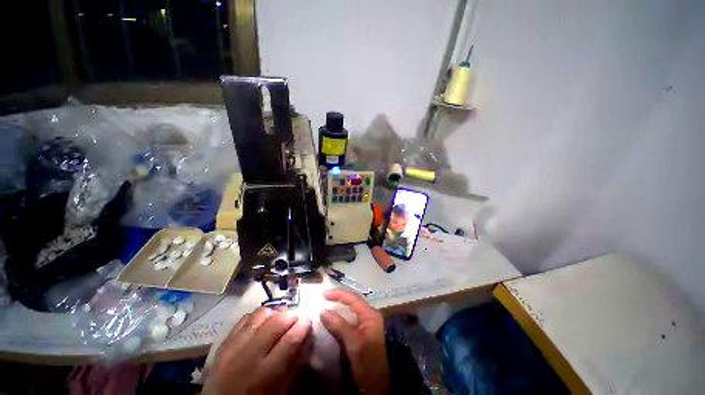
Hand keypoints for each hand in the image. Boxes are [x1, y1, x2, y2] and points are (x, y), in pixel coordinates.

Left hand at [204, 308, 311, 394]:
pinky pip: (244, 319)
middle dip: (290, 316)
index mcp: (265, 375)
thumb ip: (293, 364)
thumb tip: (305, 338)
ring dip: (274, 314)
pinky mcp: (223, 343)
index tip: (308, 320)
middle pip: (276, 322)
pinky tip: (261, 325)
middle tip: (295, 321)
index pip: (290, 340)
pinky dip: (257, 318)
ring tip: (278, 321)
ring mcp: (232, 347)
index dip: (303, 326)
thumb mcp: (280, 391)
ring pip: (260, 314)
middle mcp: (248, 357)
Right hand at [319, 289, 389, 394]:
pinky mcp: (363, 332)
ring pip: (352, 310)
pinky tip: (334, 318)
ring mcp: (367, 324)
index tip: (323, 294)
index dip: (338, 294)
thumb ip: (339, 325)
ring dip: (340, 306)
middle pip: (353, 301)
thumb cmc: (368, 362)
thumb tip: (323, 311)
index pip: (353, 298)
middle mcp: (370, 315)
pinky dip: (341, 317)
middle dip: (339, 298)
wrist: (379, 385)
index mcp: (370, 314)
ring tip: (327, 304)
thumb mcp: (353, 343)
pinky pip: (351, 319)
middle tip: (324, 297)